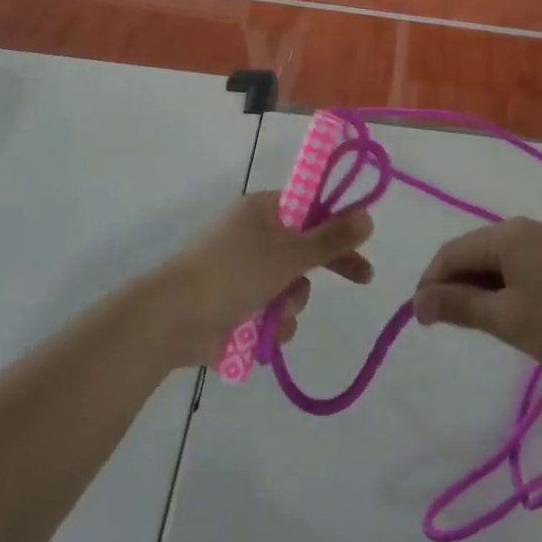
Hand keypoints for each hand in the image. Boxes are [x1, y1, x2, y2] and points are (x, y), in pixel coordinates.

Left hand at [155, 193, 373, 366]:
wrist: (173, 319)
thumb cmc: (232, 274)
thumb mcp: (288, 254)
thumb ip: (330, 238)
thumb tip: (367, 215)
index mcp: (263, 211)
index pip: (311, 208)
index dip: (338, 223)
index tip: (363, 240)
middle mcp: (255, 236)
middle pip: (305, 248)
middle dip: (326, 267)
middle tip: (363, 278)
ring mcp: (245, 271)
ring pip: (292, 286)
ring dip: (292, 303)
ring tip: (276, 313)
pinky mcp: (238, 305)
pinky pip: (273, 312)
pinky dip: (273, 324)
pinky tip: (264, 333)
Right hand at [412, 219, 541, 377]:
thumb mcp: (509, 320)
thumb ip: (460, 307)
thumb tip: (417, 302)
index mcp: (505, 234)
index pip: (450, 252)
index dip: (430, 283)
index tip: (421, 321)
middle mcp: (520, 229)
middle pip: (470, 253)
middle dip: (453, 287)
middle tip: (445, 328)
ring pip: (493, 263)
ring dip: (477, 291)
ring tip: (477, 327)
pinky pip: (514, 268)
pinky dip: (501, 290)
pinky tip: (509, 317)